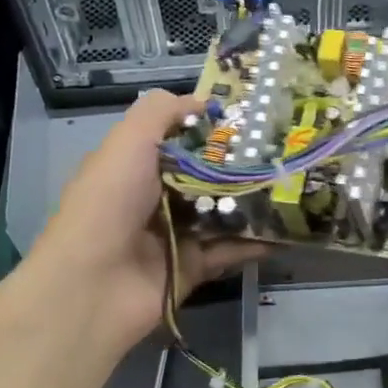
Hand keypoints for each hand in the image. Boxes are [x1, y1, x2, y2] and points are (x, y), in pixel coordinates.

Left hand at [28, 91, 261, 352]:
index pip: (180, 139)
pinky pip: (230, 250)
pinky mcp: (192, 267)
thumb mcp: (128, 142)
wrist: (92, 286)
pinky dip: (255, 242)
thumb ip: (161, 112)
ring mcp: (175, 234)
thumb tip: (204, 102)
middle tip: (285, 152)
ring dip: (254, 202)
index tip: (254, 116)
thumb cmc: (109, 204)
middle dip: (242, 164)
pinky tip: (287, 230)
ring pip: (222, 212)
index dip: (213, 127)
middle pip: (206, 175)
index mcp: (136, 165)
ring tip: (294, 186)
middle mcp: (156, 197)